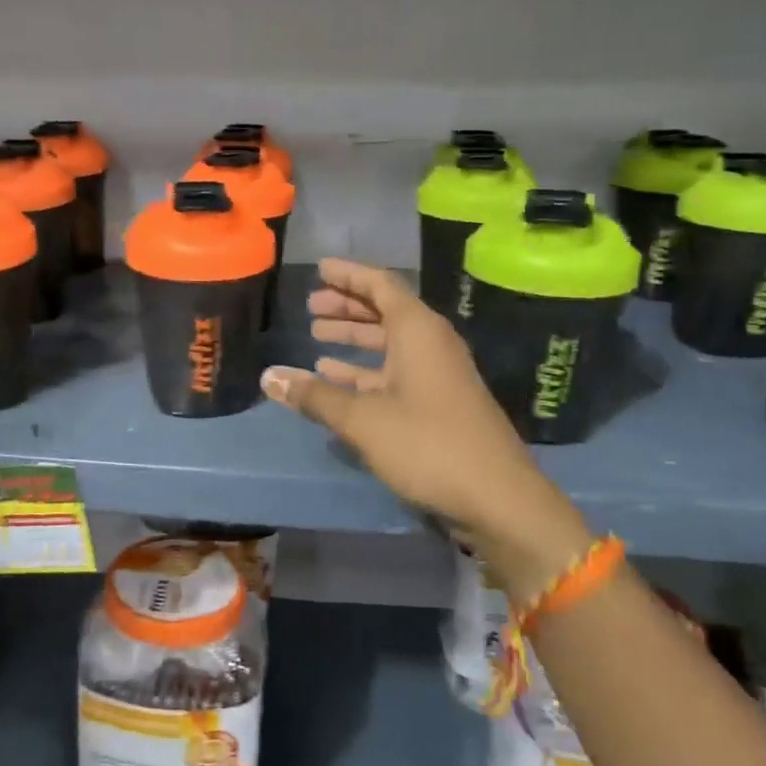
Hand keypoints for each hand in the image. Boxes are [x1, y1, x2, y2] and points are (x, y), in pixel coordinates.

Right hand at [259, 258, 592, 588]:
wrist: (497, 497)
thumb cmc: (428, 444)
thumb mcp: (363, 419)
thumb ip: (315, 396)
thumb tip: (268, 377)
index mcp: (418, 330)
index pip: (380, 284)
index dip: (348, 274)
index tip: (320, 268)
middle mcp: (430, 343)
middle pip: (384, 311)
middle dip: (347, 306)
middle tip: (311, 307)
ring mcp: (437, 374)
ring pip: (389, 343)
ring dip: (354, 338)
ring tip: (316, 338)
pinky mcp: (438, 403)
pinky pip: (395, 372)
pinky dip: (365, 370)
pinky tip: (336, 378)